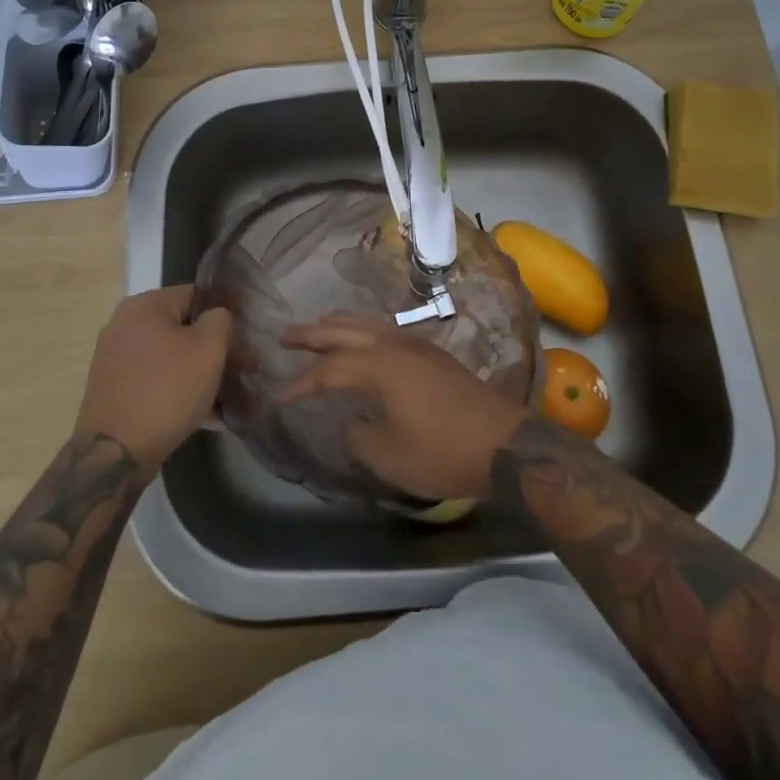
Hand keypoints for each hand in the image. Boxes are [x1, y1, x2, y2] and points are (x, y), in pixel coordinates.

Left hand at [73, 286, 231, 477]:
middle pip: (183, 328)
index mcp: (144, 305)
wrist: (113, 454)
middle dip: (214, 350)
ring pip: (171, 358)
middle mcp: (124, 324)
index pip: (198, 296)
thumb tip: (218, 317)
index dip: (226, 317)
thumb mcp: (209, 349)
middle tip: (240, 373)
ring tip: (227, 399)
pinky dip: (179, 392)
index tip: (245, 342)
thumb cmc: (166, 391)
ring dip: (199, 374)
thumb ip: (221, 320)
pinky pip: (156, 381)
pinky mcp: (114, 389)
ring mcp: (115, 358)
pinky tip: (206, 417)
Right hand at [279, 316, 529, 501]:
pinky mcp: (433, 355)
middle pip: (344, 331)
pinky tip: (366, 340)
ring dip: (340, 325)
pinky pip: (387, 330)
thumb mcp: (388, 455)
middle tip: (285, 334)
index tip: (277, 394)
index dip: (300, 383)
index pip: (327, 370)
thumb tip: (355, 421)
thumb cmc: (441, 450)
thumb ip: (359, 435)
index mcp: (377, 365)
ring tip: (320, 326)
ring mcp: (416, 345)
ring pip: (369, 324)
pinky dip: (366, 330)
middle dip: (313, 333)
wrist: (503, 443)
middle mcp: (393, 345)